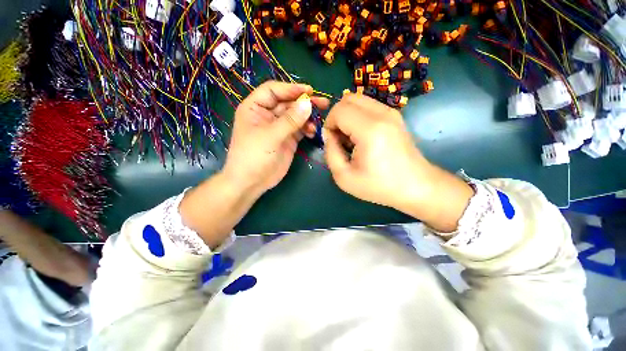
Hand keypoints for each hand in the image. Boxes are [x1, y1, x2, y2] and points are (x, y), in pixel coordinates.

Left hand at [222, 81, 329, 195]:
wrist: (252, 182)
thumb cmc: (253, 156)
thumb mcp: (270, 136)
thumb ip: (289, 120)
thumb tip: (308, 104)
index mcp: (255, 108)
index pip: (273, 91)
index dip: (291, 89)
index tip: (309, 91)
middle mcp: (268, 115)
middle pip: (288, 102)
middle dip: (304, 102)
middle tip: (323, 103)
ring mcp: (279, 128)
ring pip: (296, 116)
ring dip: (308, 116)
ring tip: (319, 120)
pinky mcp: (288, 139)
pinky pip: (300, 129)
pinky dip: (307, 128)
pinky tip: (313, 132)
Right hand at [323, 94, 472, 231]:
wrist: (415, 186)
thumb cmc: (379, 186)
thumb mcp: (344, 177)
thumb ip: (330, 153)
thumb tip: (329, 135)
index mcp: (370, 130)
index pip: (339, 110)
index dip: (329, 124)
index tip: (332, 142)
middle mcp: (382, 114)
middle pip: (348, 98)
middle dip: (337, 117)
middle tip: (340, 138)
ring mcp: (391, 112)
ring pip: (358, 100)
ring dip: (348, 116)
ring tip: (351, 138)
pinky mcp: (395, 116)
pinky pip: (369, 106)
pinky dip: (358, 116)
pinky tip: (362, 136)